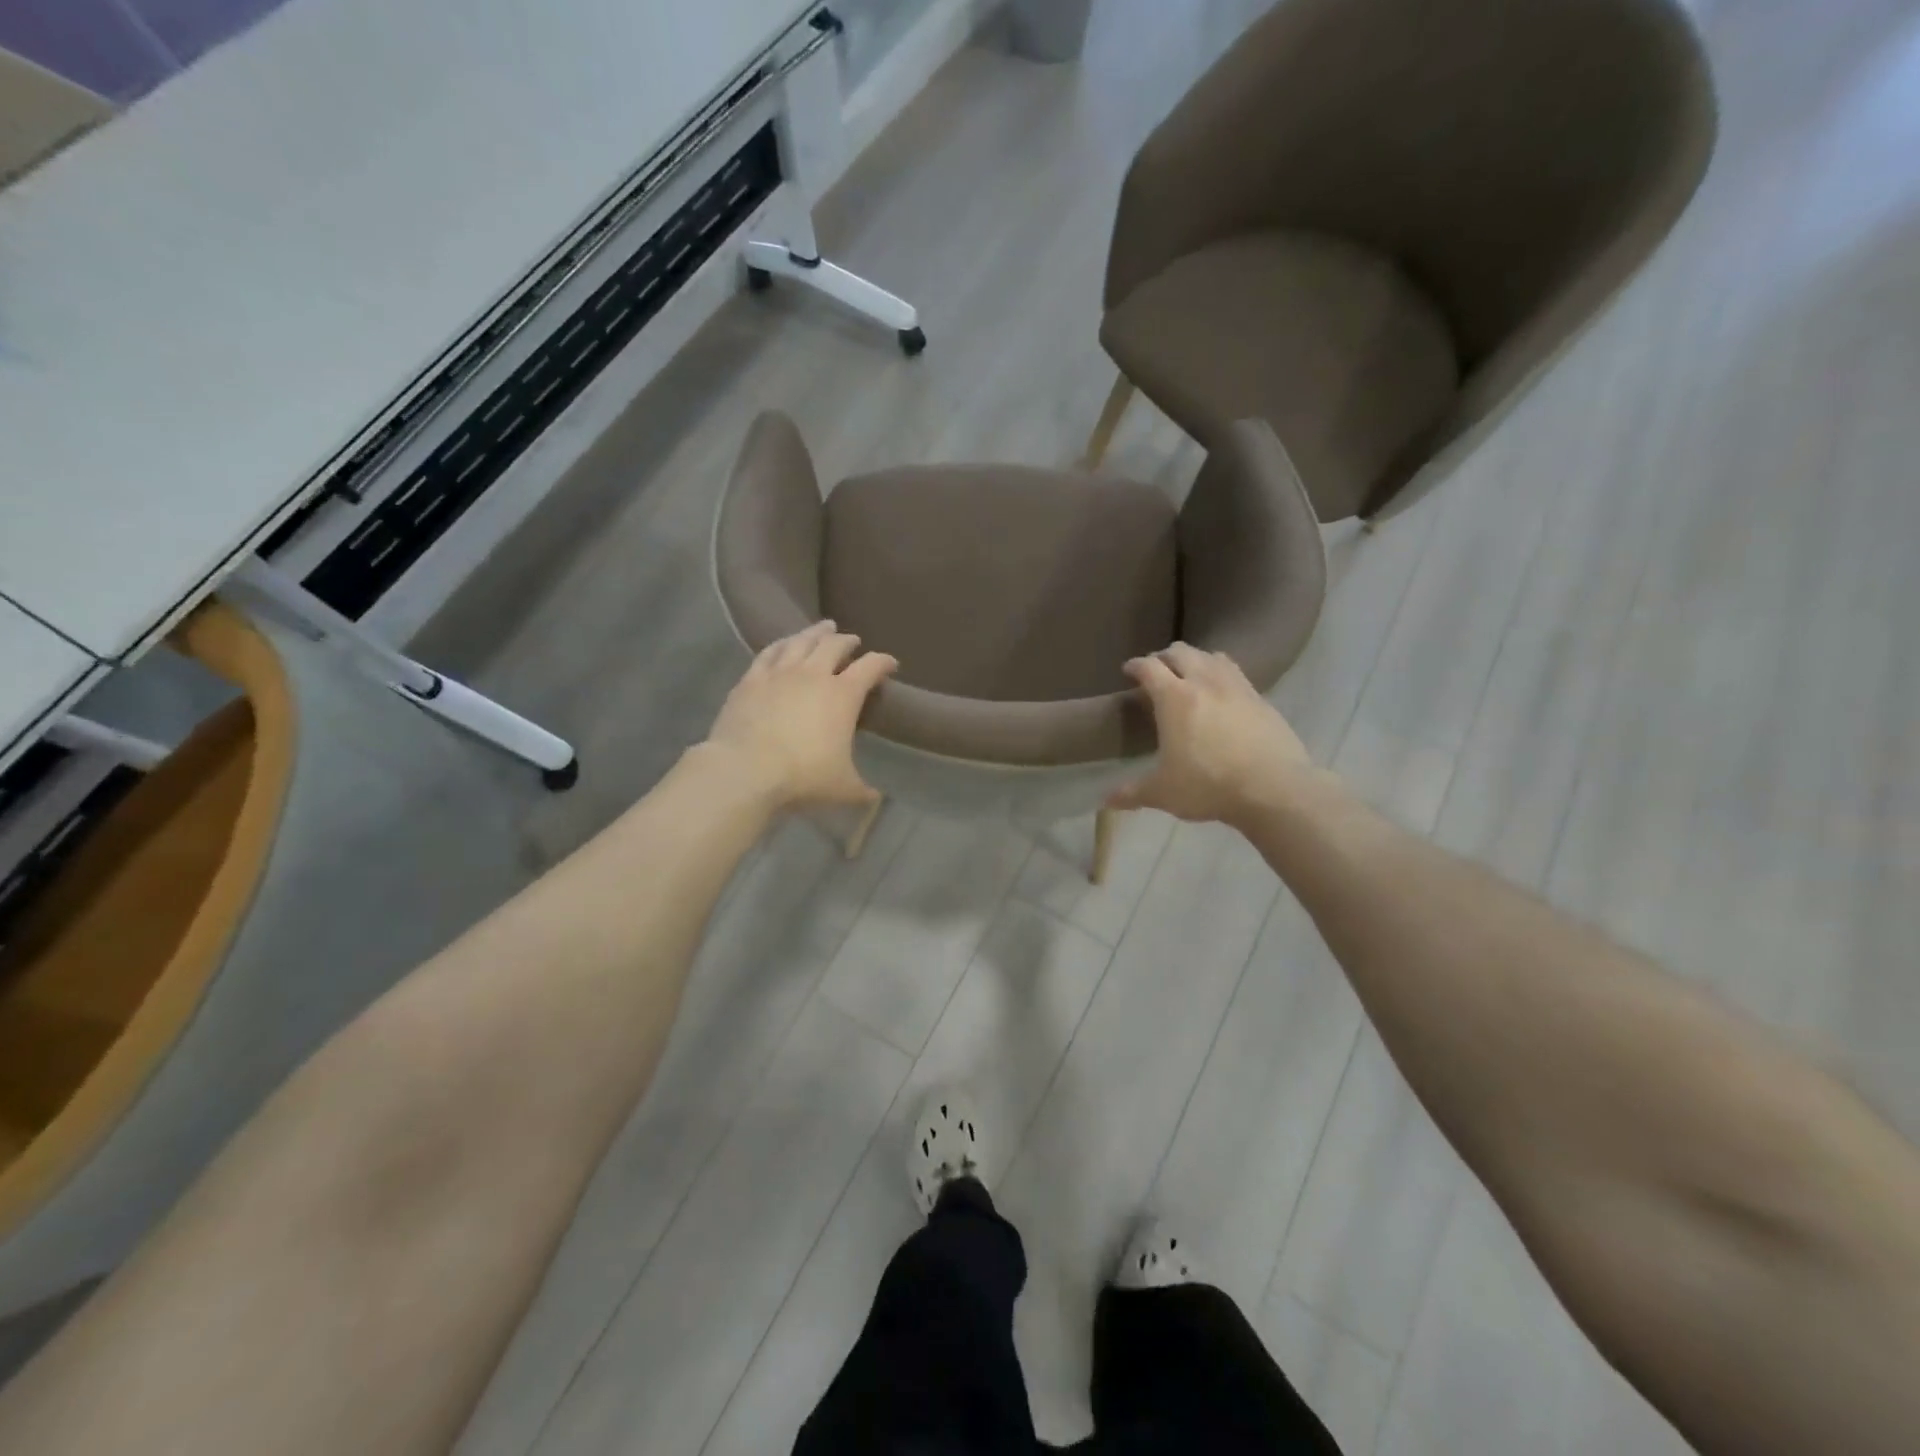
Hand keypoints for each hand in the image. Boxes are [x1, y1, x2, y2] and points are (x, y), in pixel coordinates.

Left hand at [704, 621, 896, 810]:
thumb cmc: (802, 776)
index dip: (883, 662)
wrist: (745, 770)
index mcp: (843, 695)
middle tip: (853, 641)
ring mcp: (779, 673)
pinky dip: (781, 644)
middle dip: (847, 641)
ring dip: (815, 632)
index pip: (870, 667)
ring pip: (801, 641)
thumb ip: (862, 791)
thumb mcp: (842, 788)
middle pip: (834, 646)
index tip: (890, 663)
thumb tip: (877, 799)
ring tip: (823, 627)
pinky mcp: (751, 680)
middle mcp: (813, 674)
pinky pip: (769, 652)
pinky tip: (783, 644)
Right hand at [1109, 643, 1312, 824]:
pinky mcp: (1262, 700)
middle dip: (1164, 657)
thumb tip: (1106, 800)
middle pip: (1181, 652)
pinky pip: (1236, 674)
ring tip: (1190, 675)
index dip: (1135, 665)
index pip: (1149, 667)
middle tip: (1156, 672)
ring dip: (1196, 660)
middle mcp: (1205, 682)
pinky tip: (1222, 694)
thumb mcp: (1163, 792)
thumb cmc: (1208, 786)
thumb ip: (1132, 792)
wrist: (1274, 788)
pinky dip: (1222, 675)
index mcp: (1174, 697)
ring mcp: (1237, 687)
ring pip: (1212, 656)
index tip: (1128, 670)